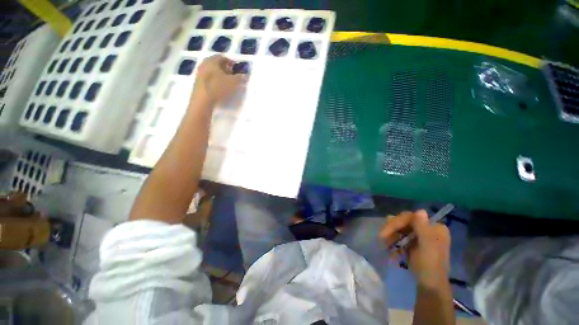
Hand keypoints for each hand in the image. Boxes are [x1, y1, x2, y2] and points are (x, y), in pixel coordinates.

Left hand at [192, 55, 245, 104]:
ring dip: (219, 75)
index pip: (223, 57)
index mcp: (212, 60)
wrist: (203, 100)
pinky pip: (208, 78)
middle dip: (225, 69)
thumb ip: (240, 78)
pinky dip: (215, 81)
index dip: (231, 62)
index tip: (236, 69)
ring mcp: (199, 73)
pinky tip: (219, 88)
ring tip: (227, 83)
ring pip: (212, 71)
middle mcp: (204, 63)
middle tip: (232, 75)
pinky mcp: (198, 82)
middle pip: (216, 64)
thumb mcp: (233, 82)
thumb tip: (245, 76)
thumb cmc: (218, 87)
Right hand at [379, 210, 450, 287]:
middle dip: (392, 229)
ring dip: (391, 235)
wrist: (429, 285)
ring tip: (385, 244)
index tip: (385, 232)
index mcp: (434, 227)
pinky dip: (393, 241)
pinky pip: (398, 236)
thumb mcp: (427, 246)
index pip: (411, 217)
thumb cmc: (430, 265)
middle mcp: (426, 228)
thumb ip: (423, 228)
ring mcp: (418, 235)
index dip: (397, 222)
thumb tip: (420, 210)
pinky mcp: (412, 241)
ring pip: (399, 228)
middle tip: (381, 237)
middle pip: (404, 221)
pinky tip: (391, 250)